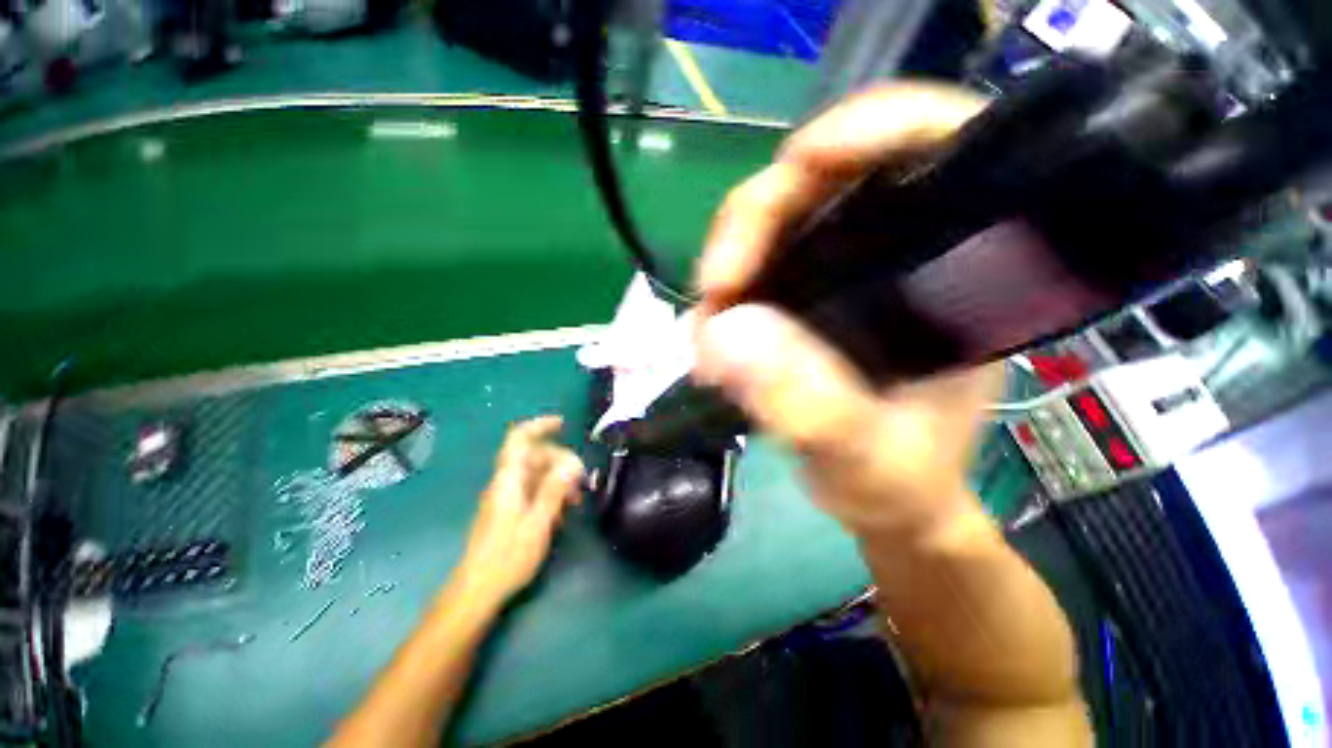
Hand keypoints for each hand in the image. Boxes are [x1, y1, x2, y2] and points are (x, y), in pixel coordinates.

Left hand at [456, 416, 584, 605]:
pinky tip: (563, 510)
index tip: (563, 424)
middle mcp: (505, 482)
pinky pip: (533, 490)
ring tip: (576, 498)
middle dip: (560, 459)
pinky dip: (551, 492)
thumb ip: (554, 489)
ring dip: (558, 478)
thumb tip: (573, 462)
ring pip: (535, 473)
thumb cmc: (508, 557)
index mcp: (508, 479)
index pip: (519, 438)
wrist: (477, 591)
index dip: (540, 426)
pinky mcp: (509, 511)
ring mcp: (506, 497)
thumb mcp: (538, 523)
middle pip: (534, 455)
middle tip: (581, 478)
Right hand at [693, 83, 1000, 540]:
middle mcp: (903, 255)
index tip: (803, 164)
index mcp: (960, 277)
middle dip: (759, 219)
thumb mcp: (867, 461)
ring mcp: (848, 270)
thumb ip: (812, 407)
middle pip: (827, 181)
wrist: (884, 502)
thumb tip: (726, 333)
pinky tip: (712, 331)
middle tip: (717, 286)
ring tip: (708, 324)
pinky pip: (757, 266)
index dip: (875, 129)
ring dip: (733, 261)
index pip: (940, 148)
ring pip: (778, 222)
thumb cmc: (900, 485)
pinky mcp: (809, 293)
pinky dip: (727, 291)